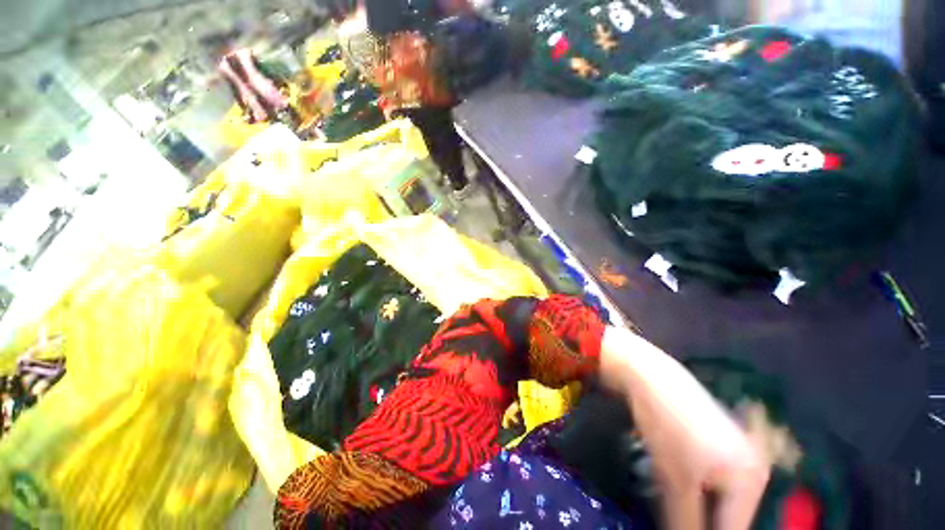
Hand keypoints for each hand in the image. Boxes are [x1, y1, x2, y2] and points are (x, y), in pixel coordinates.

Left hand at [599, 327, 770, 529]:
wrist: (650, 375)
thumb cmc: (666, 425)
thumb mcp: (675, 481)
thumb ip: (686, 524)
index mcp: (751, 481)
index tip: (680, 528)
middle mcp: (754, 468)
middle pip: (731, 517)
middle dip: (705, 525)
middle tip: (675, 518)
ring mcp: (739, 452)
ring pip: (722, 499)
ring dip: (701, 510)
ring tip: (675, 507)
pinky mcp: (721, 442)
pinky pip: (717, 480)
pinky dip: (700, 491)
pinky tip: (682, 490)